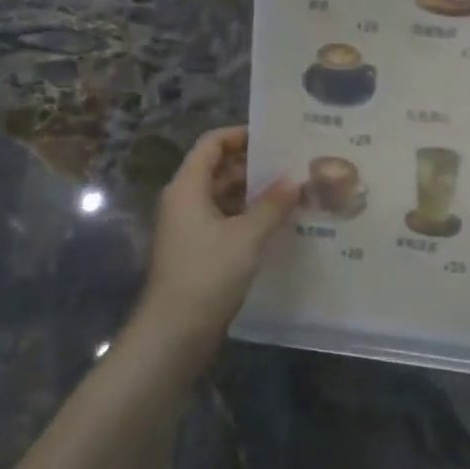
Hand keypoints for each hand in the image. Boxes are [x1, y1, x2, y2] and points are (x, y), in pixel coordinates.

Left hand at [133, 127, 299, 355]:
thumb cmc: (207, 274)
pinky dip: (248, 216)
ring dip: (254, 192)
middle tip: (293, 164)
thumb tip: (295, 181)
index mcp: (188, 187)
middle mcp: (185, 201)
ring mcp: (189, 227)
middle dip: (254, 165)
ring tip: (293, 191)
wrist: (174, 333)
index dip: (241, 135)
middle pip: (218, 169)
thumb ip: (273, 205)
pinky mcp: (198, 250)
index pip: (212, 144)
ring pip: (224, 196)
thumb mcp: (247, 236)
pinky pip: (225, 220)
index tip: (275, 137)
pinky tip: (278, 223)